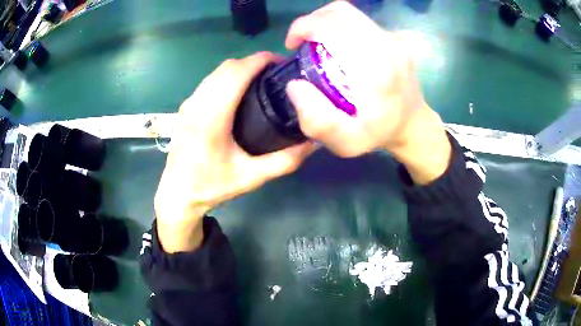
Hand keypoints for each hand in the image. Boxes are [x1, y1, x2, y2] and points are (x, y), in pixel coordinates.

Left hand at [155, 52, 315, 252]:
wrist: (177, 194)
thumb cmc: (211, 186)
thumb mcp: (251, 178)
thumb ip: (284, 161)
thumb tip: (312, 143)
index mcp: (212, 117)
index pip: (237, 72)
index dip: (260, 60)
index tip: (282, 62)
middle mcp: (198, 103)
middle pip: (227, 67)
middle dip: (253, 62)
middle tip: (276, 74)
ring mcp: (189, 104)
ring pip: (216, 72)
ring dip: (240, 68)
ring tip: (261, 80)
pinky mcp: (186, 108)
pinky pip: (209, 82)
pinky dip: (227, 77)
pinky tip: (239, 92)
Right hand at [285, 1, 450, 183]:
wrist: (414, 124)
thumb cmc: (379, 133)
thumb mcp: (346, 143)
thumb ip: (317, 120)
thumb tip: (295, 85)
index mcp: (374, 67)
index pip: (331, 25)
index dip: (303, 27)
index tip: (292, 45)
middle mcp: (385, 44)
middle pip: (340, 11)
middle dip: (312, 21)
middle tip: (303, 42)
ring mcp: (392, 38)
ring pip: (350, 12)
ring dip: (326, 21)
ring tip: (317, 41)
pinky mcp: (393, 37)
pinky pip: (360, 21)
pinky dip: (341, 26)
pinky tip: (338, 45)